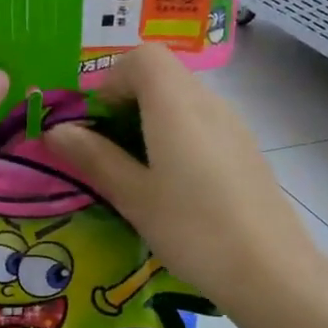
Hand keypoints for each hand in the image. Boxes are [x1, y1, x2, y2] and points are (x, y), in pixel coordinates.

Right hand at [43, 44, 323, 310]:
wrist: (271, 271)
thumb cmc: (193, 229)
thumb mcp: (132, 196)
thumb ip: (93, 157)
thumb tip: (55, 130)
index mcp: (176, 104)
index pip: (142, 56)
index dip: (110, 80)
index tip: (95, 124)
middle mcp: (208, 102)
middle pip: (161, 76)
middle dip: (125, 103)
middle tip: (107, 152)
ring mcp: (233, 125)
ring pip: (181, 101)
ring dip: (149, 122)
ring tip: (137, 173)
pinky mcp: (245, 150)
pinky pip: (201, 124)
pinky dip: (176, 138)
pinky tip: (173, 187)